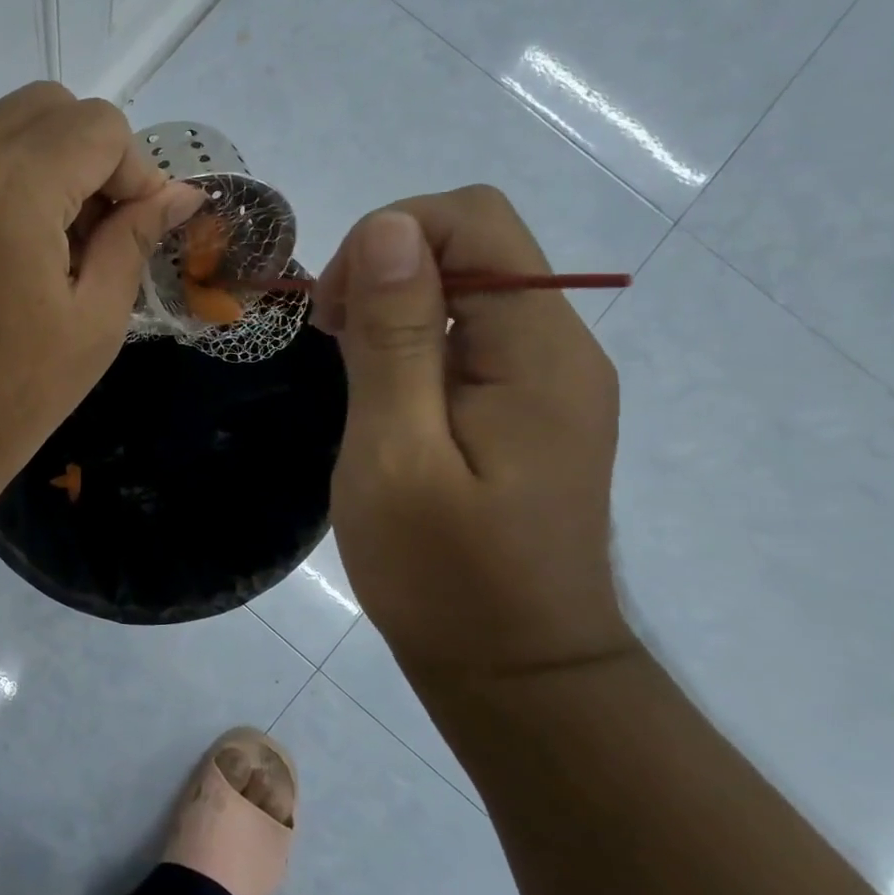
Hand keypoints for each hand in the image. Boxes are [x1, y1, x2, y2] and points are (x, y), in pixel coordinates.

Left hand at [0, 82, 203, 486]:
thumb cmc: (12, 395)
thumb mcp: (95, 321)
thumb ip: (135, 240)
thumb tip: (181, 194)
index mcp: (12, 190)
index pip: (97, 126)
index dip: (135, 170)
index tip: (140, 229)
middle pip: (48, 106)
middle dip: (93, 153)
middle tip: (104, 228)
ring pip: (7, 127)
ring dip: (52, 164)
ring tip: (62, 244)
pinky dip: (10, 180)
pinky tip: (19, 249)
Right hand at [316, 186, 633, 678]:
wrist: (516, 674)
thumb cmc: (444, 575)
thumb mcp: (396, 453)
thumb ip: (395, 338)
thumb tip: (388, 228)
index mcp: (537, 352)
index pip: (473, 219)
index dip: (388, 238)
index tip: (336, 315)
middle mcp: (560, 348)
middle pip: (472, 245)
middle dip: (386, 268)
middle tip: (333, 341)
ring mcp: (549, 380)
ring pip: (467, 288)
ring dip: (395, 307)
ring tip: (351, 373)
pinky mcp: (530, 408)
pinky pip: (471, 336)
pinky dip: (414, 342)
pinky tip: (384, 397)